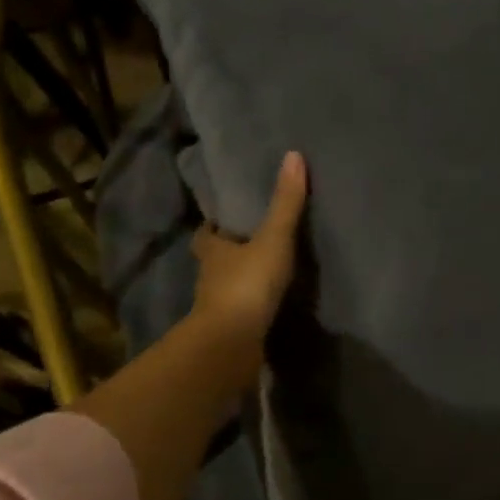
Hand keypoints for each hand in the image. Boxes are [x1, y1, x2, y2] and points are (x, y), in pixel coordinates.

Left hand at [189, 152, 308, 360]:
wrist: (232, 343)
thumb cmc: (247, 284)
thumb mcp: (272, 238)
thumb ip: (285, 203)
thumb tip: (293, 155)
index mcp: (212, 251)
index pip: (206, 233)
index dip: (213, 226)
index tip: (224, 218)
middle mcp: (209, 277)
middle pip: (214, 260)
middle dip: (228, 253)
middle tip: (250, 243)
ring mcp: (217, 307)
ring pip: (226, 287)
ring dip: (240, 281)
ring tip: (265, 273)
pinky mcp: (230, 332)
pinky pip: (241, 314)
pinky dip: (251, 308)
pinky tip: (269, 306)